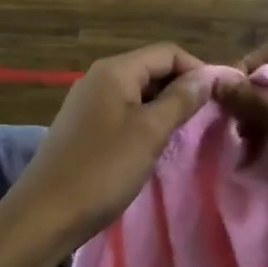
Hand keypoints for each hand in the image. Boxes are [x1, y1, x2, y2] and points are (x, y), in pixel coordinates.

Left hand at [4, 44, 212, 255]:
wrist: (45, 214)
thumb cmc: (102, 169)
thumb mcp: (150, 132)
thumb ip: (181, 99)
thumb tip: (209, 75)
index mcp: (115, 70)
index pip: (168, 52)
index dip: (198, 69)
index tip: (222, 97)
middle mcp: (99, 77)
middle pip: (152, 68)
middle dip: (182, 87)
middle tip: (209, 117)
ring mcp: (88, 102)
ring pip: (138, 92)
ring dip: (165, 106)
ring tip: (187, 132)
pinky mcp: (83, 126)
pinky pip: (123, 111)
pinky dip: (145, 120)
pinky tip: (155, 144)